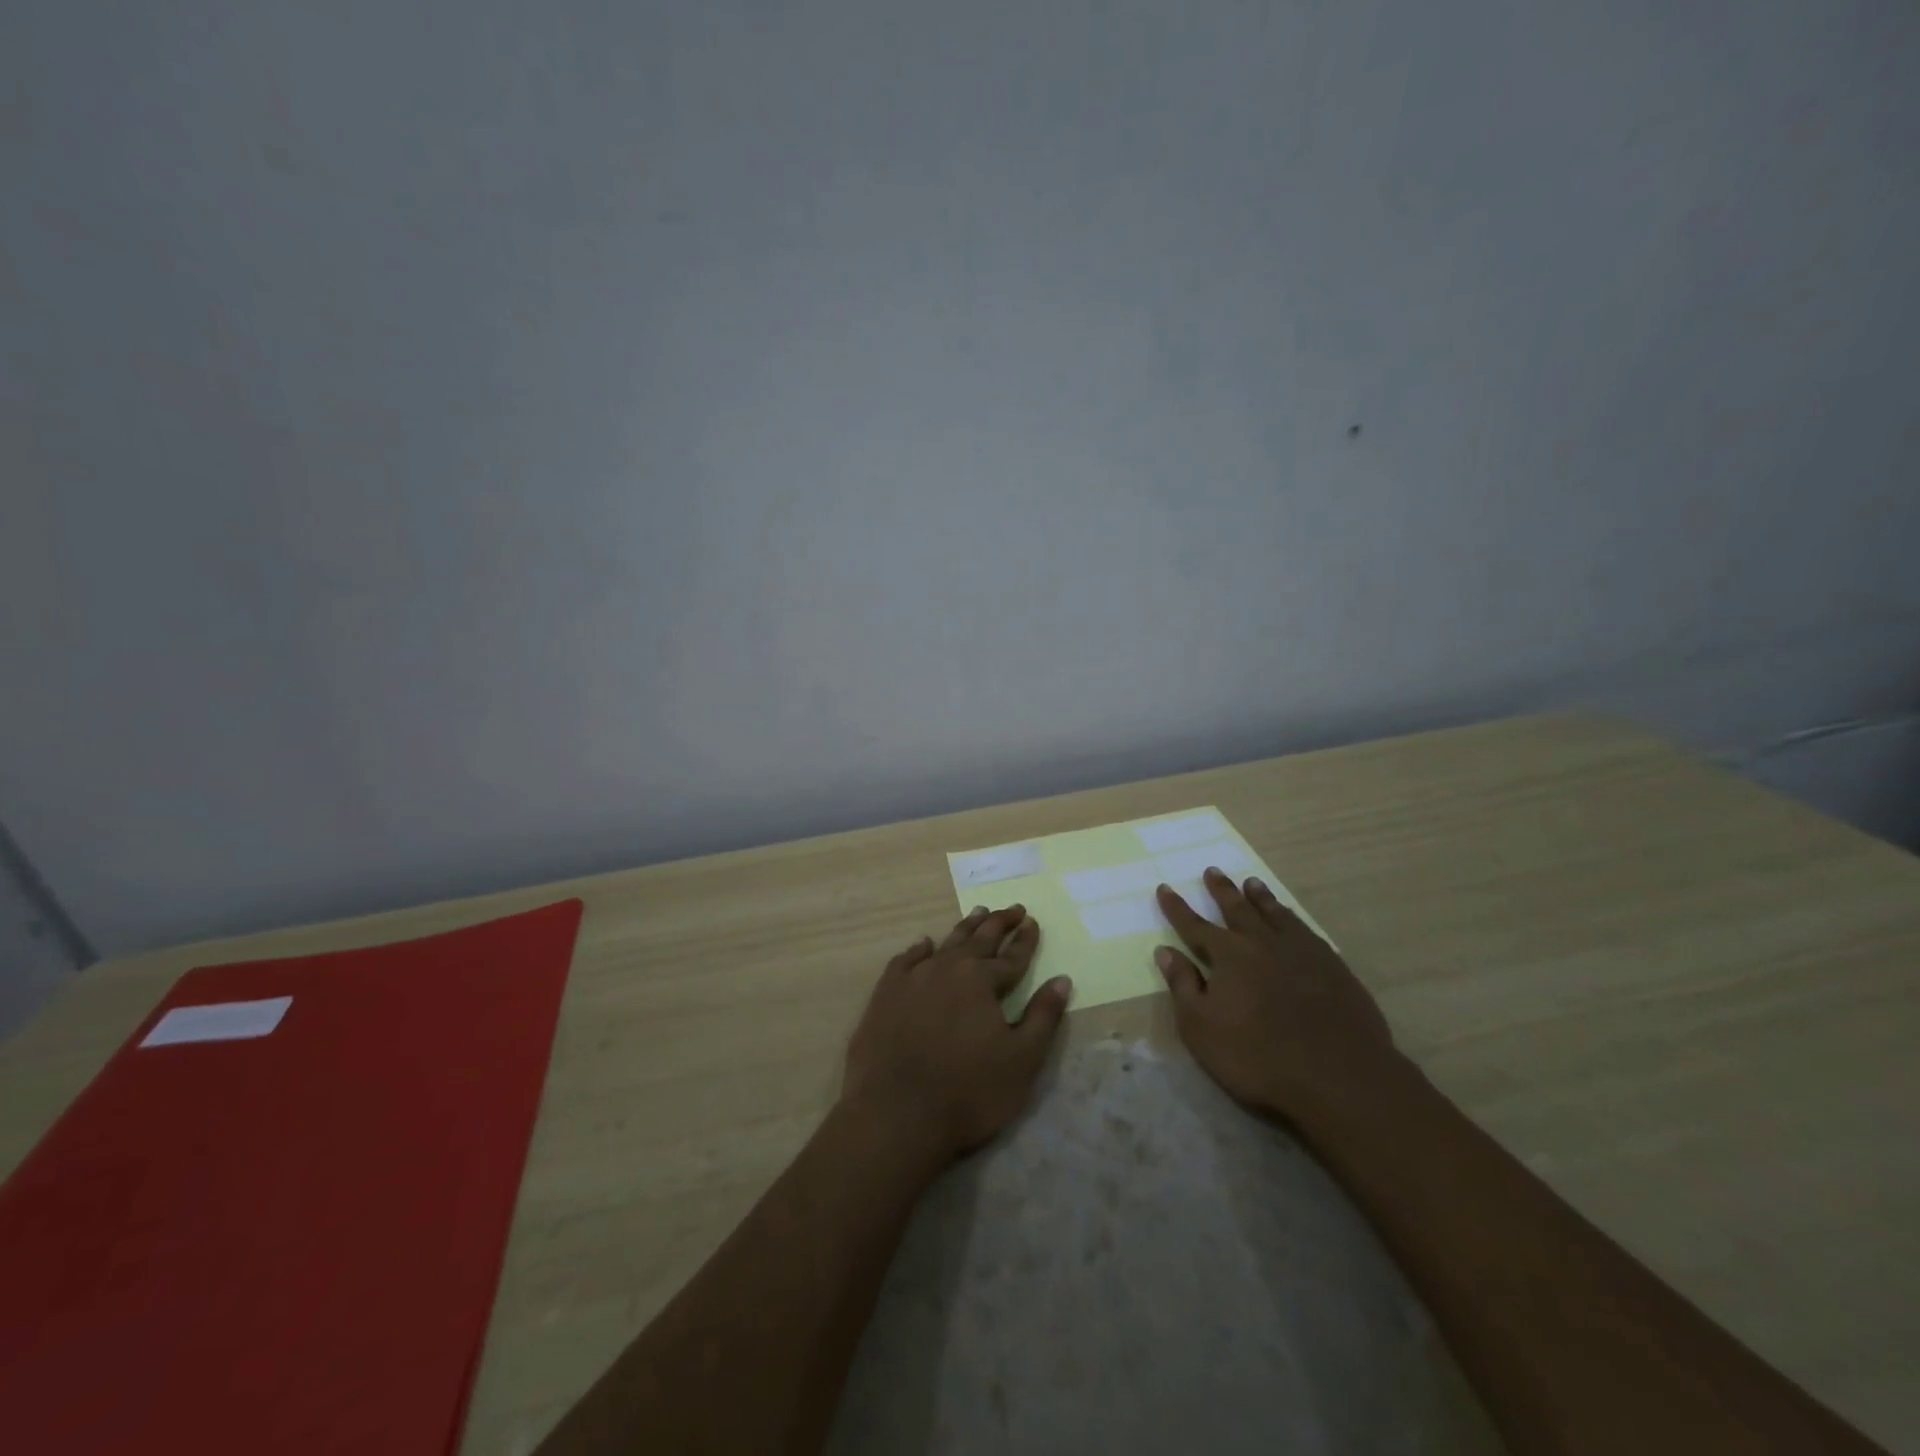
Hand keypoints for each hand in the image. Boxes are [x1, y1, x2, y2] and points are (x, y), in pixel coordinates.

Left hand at [842, 905, 1071, 1165]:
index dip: (1025, 940)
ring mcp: (913, 978)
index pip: (1012, 956)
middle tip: (1013, 908)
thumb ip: (1043, 1017)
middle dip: (999, 922)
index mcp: (982, 981)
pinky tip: (924, 944)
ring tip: (978, 912)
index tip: (1033, 921)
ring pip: (945, 943)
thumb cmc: (968, 1092)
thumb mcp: (1022, 1060)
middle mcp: (948, 968)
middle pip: (979, 939)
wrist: (895, 1114)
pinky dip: (919, 949)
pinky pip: (905, 960)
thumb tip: (1062, 980)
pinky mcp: (885, 994)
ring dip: (965, 928)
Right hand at [1155, 869, 1405, 1120]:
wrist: (1338, 1075)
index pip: (1195, 926)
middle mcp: (1262, 943)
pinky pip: (1305, 931)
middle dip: (1222, 890)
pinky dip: (1293, 919)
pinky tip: (1292, 919)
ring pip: (1275, 914)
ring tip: (1252, 883)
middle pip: (1237, 909)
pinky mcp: (1333, 967)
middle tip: (1213, 870)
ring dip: (1260, 897)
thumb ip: (1183, 986)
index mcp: (1228, 955)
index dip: (1177, 908)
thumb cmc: (1257, 1056)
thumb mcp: (1201, 1028)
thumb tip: (1165, 951)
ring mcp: (1301, 952)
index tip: (1164, 887)